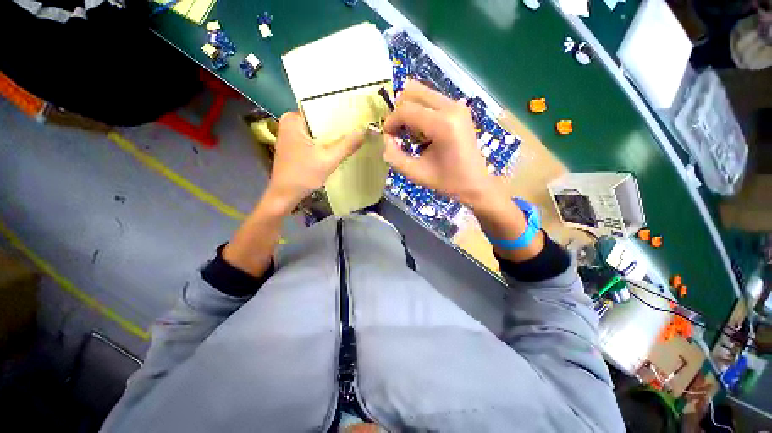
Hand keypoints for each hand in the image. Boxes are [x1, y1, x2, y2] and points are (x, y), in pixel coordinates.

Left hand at [266, 112, 364, 210]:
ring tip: (354, 135)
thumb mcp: (328, 160)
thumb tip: (364, 131)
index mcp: (293, 119)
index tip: (358, 117)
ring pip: (319, 131)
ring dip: (334, 136)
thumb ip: (347, 145)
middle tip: (359, 127)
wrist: (285, 195)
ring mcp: (292, 135)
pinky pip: (315, 140)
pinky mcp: (296, 146)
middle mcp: (291, 123)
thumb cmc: (303, 175)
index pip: (321, 109)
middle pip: (320, 121)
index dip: (340, 114)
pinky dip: (326, 144)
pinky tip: (340, 147)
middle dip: (338, 126)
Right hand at [382, 80, 499, 206]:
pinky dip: (421, 111)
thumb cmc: (447, 181)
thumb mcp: (416, 174)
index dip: (391, 121)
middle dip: (400, 111)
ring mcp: (457, 105)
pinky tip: (425, 132)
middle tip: (400, 133)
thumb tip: (386, 138)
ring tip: (413, 135)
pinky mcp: (459, 107)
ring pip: (422, 93)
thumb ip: (395, 157)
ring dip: (410, 111)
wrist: (475, 182)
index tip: (388, 136)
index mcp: (443, 125)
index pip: (406, 110)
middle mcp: (451, 107)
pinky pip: (431, 99)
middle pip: (412, 91)